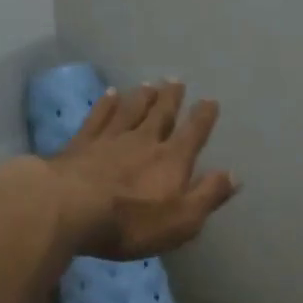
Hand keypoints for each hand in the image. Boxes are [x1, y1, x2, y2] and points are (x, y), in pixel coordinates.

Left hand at [47, 80, 239, 260]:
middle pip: (161, 114)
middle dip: (171, 98)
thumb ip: (208, 195)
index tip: (210, 101)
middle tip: (176, 81)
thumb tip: (234, 175)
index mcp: (172, 160)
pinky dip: (105, 104)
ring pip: (130, 110)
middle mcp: (144, 141)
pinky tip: (109, 94)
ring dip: (141, 97)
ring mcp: (110, 139)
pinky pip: (98, 117)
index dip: (203, 117)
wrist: (69, 208)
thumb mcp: (181, 220)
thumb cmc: (131, 222)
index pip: (193, 133)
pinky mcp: (81, 144)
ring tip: (149, 84)